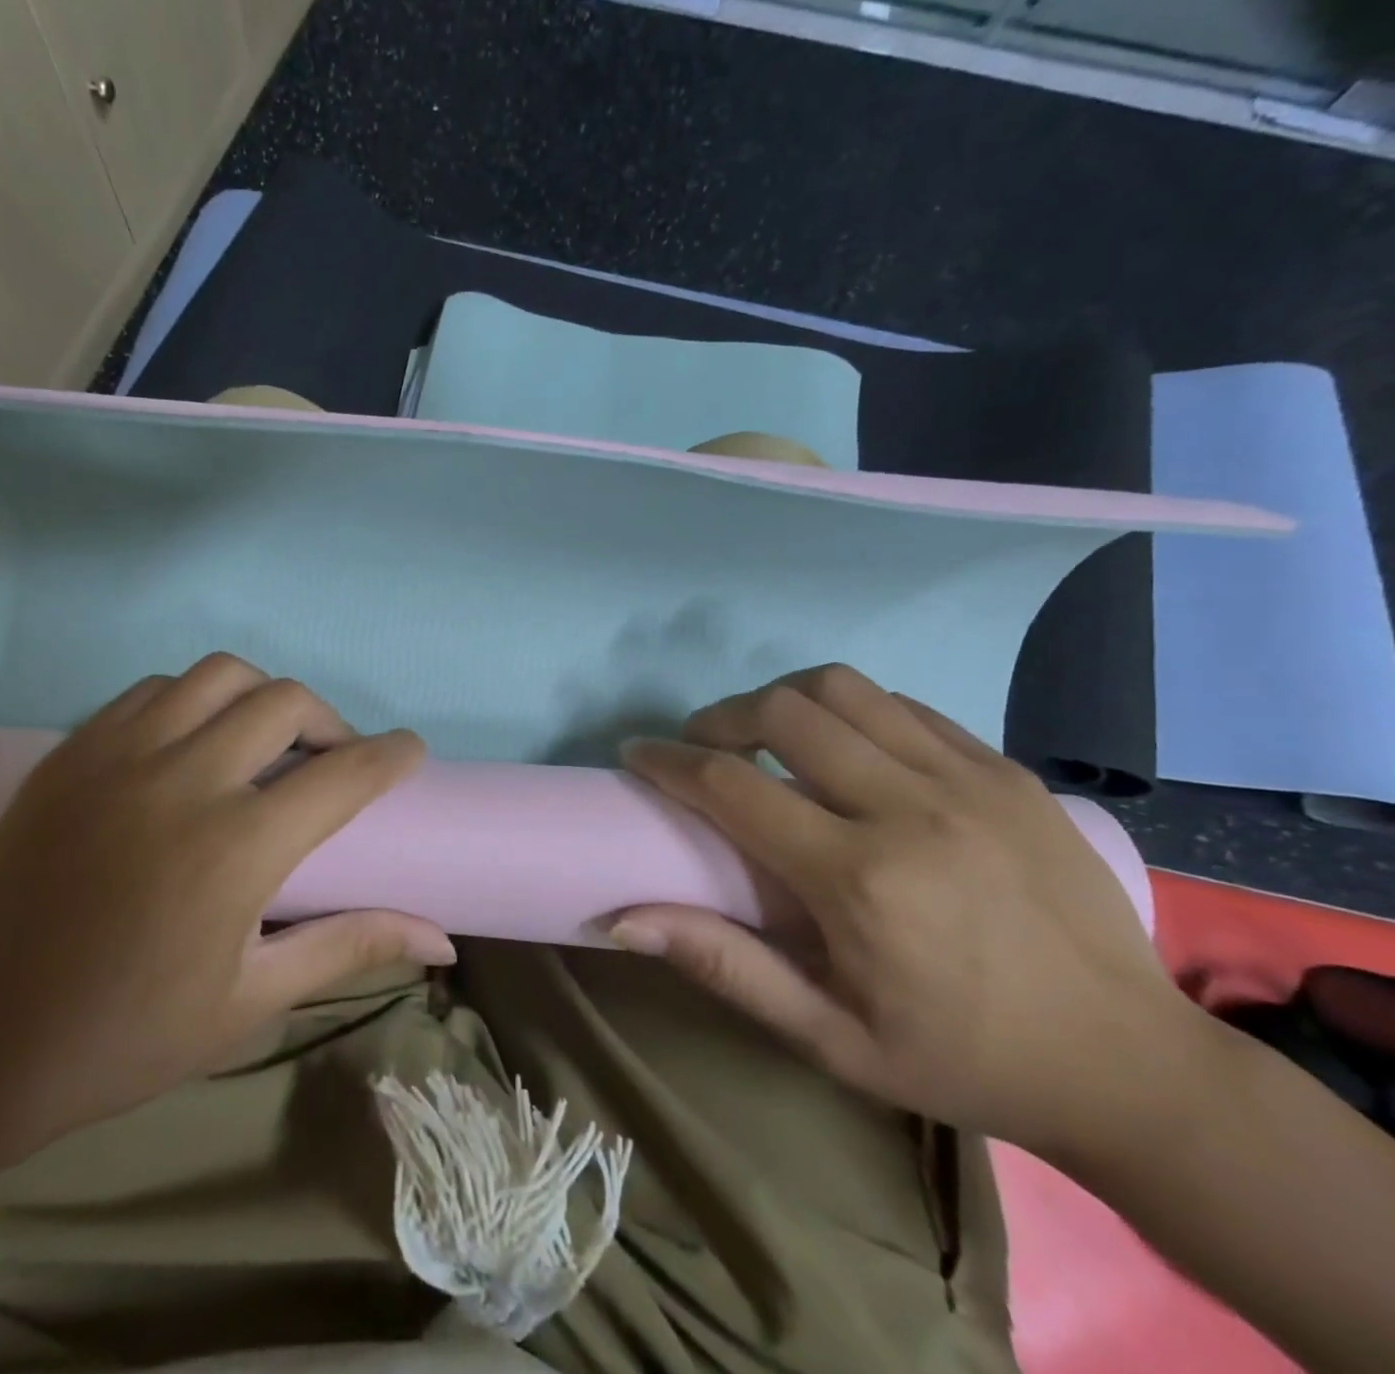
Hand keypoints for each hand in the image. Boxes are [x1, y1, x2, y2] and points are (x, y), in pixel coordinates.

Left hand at [0, 653, 454, 1148]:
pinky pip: (154, 691)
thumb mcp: (253, 1000)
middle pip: (286, 701)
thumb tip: (441, 939)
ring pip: (218, 675)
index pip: (344, 773)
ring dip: (261, 698)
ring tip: (262, 745)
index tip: (410, 751)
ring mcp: (119, 755)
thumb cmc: (128, 1034)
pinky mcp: (72, 751)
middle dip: (330, 722)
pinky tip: (192, 746)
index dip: (391, 755)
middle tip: (332, 762)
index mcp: (237, 847)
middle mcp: (183, 779)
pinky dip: (194, 701)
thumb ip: (350, 947)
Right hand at [609, 664, 1196, 1156]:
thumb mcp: (829, 1039)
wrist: (1132, 1066)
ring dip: (783, 700)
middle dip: (721, 717)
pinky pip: (904, 706)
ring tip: (766, 737)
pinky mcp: (1007, 770)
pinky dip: (850, 711)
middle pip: (783, 711)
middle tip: (703, 747)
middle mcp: (909, 808)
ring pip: (844, 688)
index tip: (636, 754)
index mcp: (858, 879)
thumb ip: (723, 965)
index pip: (730, 785)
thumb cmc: (961, 1058)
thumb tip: (622, 917)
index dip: (668, 761)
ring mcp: (968, 779)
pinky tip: (843, 748)